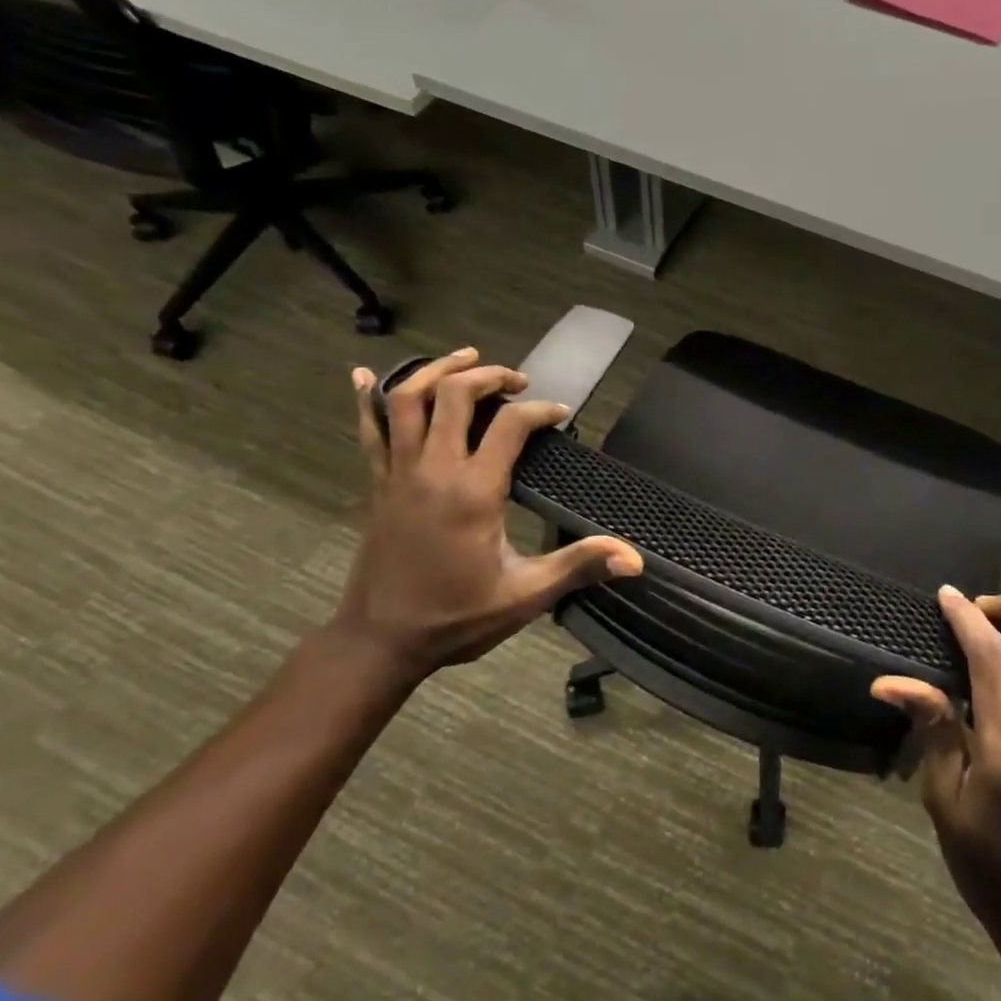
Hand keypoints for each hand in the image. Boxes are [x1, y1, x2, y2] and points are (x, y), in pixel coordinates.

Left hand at [331, 349, 641, 683]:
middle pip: (454, 394)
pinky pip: (369, 430)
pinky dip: (367, 399)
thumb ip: (578, 567)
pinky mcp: (377, 485)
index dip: (540, 411)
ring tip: (466, 358)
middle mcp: (433, 470)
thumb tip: (635, 560)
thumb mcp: (525, 595)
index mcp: (473, 492)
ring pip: (408, 400)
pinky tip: (365, 375)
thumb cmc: (457, 618)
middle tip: (517, 381)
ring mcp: (398, 474)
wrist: (380, 642)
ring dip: (436, 370)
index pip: (510, 425)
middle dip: (490, 376)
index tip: (560, 415)